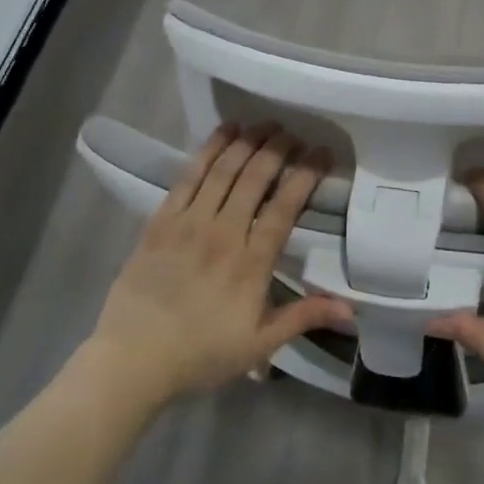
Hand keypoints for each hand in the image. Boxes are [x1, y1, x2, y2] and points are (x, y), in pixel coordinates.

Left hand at [85, 125, 350, 407]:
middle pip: (254, 179)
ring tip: (266, 124)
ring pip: (223, 171)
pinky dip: (208, 150)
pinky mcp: (161, 221)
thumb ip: (304, 317)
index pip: (284, 207)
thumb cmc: (201, 354)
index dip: (305, 176)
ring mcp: (188, 223)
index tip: (322, 153)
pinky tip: (224, 132)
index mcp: (250, 263)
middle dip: (278, 150)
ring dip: (247, 142)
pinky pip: (188, 177)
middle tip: (294, 133)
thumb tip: (350, 308)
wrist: (132, 359)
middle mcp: (222, 233)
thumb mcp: (259, 344)